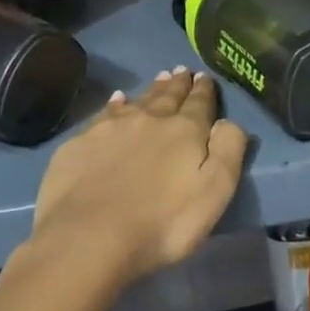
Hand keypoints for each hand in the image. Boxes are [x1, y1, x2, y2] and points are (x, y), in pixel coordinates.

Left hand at [29, 68, 247, 286]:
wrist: (88, 240)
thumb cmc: (162, 223)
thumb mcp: (214, 192)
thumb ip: (228, 150)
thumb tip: (228, 121)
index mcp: (185, 130)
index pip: (200, 103)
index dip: (204, 90)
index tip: (205, 76)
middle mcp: (150, 119)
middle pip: (168, 96)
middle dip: (178, 83)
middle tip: (182, 71)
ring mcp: (111, 128)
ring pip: (138, 100)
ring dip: (151, 90)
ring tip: (159, 79)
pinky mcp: (81, 143)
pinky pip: (104, 114)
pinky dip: (115, 104)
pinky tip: (116, 100)